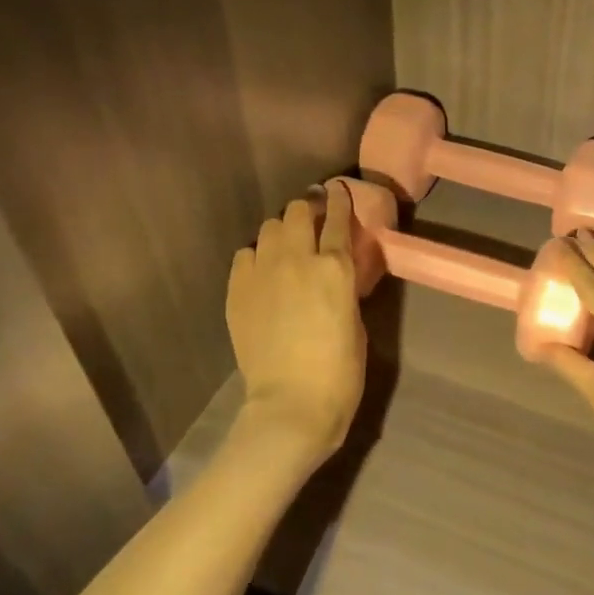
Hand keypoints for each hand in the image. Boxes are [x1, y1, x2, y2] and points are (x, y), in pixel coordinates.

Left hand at [226, 182, 366, 468]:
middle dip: (307, 209)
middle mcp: (297, 259)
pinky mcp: (237, 291)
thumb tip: (335, 275)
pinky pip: (244, 255)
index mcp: (336, 267)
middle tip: (312, 218)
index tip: (339, 190)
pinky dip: (256, 256)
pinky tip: (262, 271)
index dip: (340, 200)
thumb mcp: (356, 321)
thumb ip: (344, 288)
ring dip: (281, 231)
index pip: (338, 218)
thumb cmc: (339, 371)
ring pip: (268, 228)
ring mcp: (262, 273)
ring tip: (286, 245)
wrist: (291, 404)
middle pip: (298, 212)